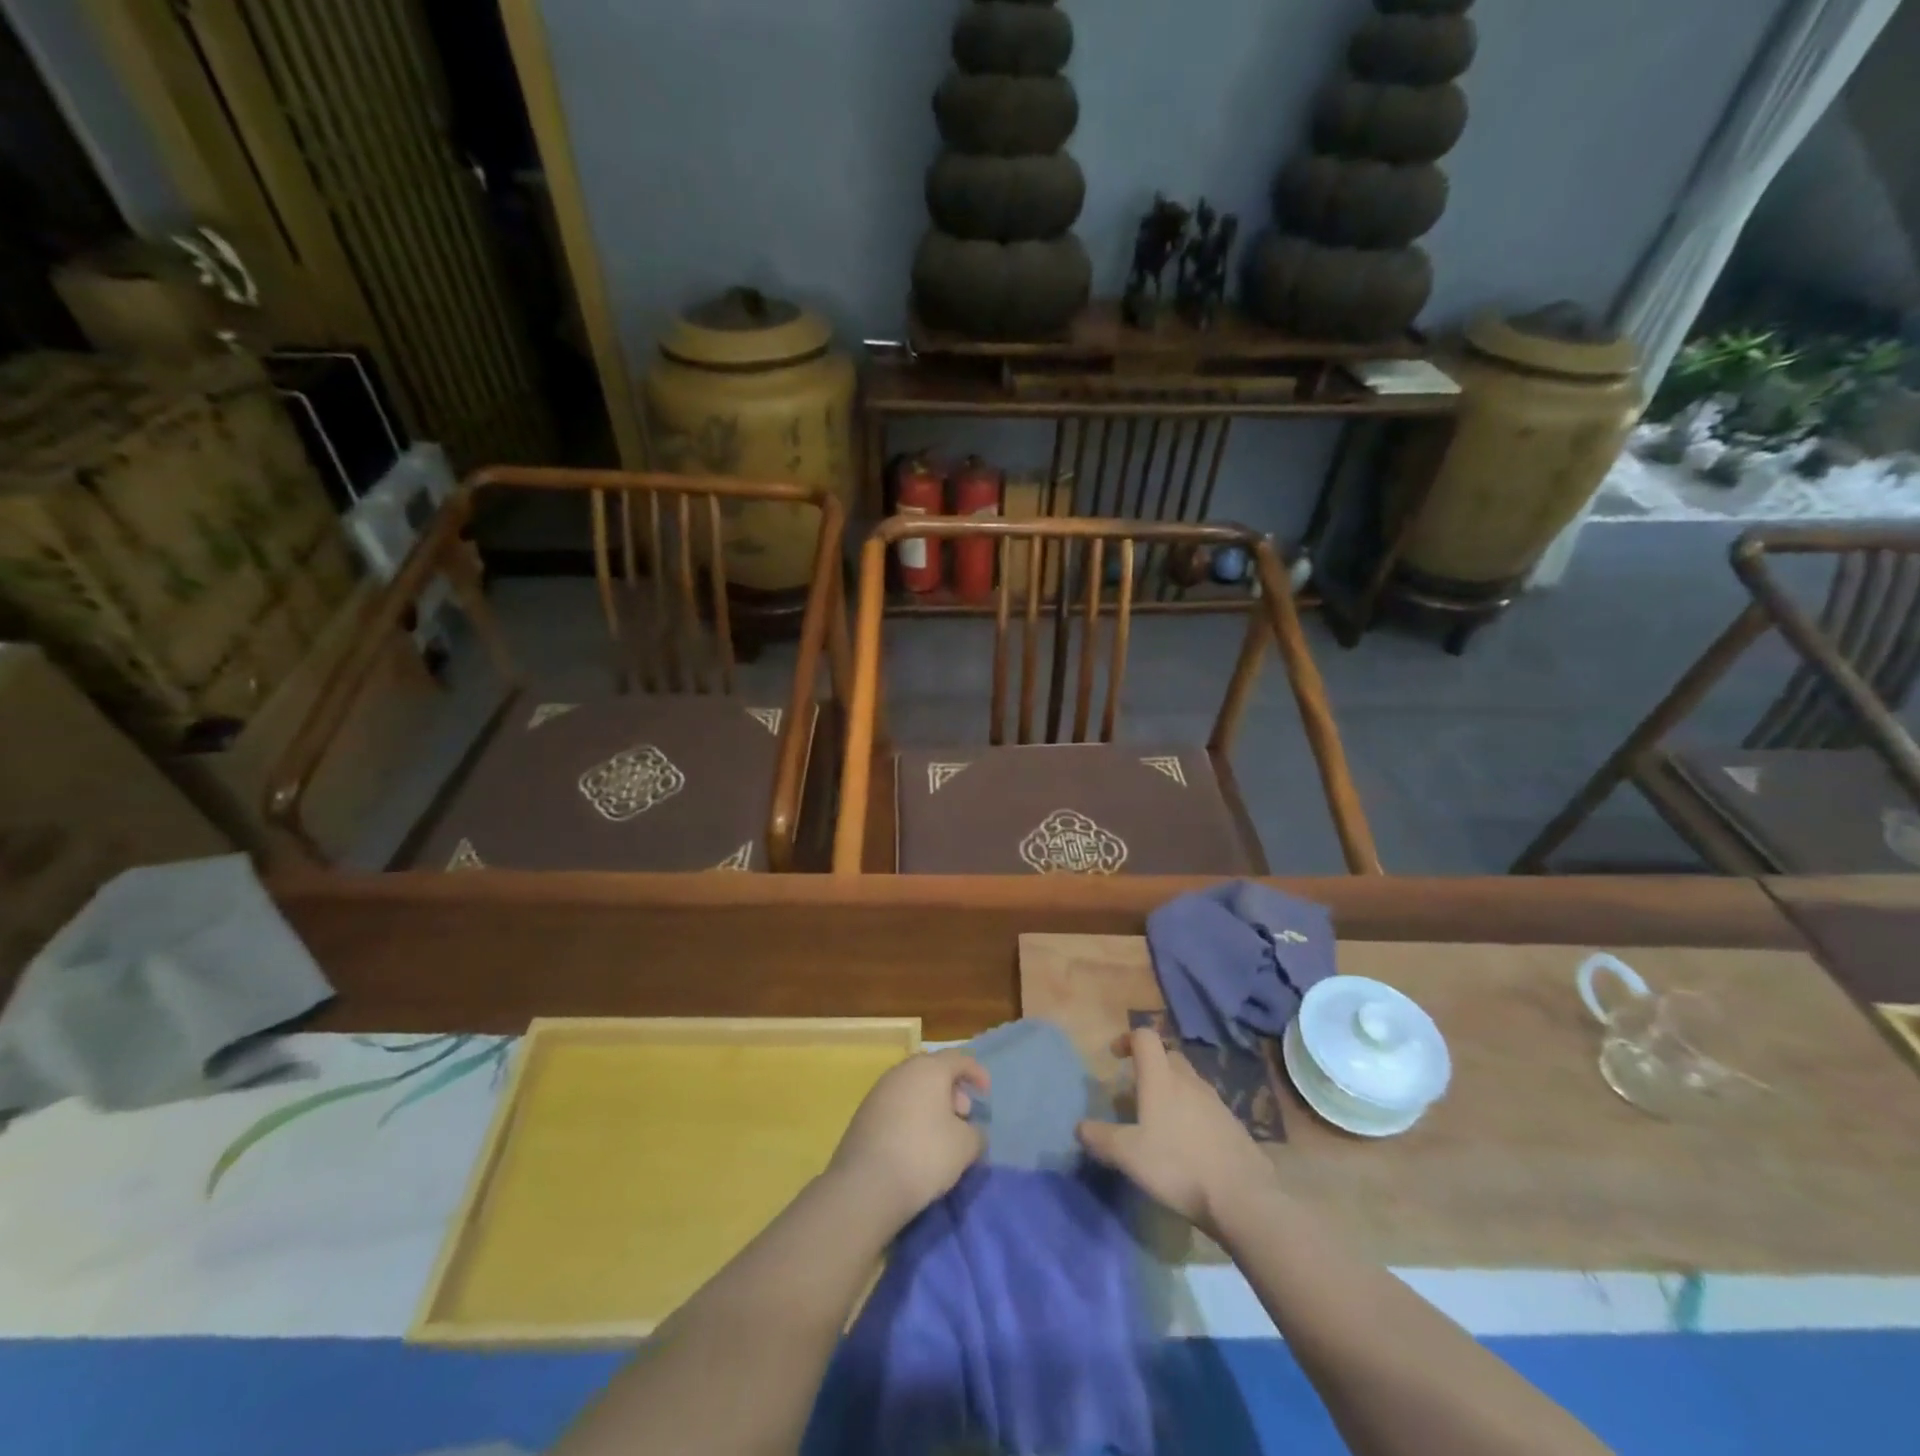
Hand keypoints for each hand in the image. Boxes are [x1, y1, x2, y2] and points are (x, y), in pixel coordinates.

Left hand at [827, 1049, 988, 1229]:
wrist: (866, 1186)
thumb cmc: (924, 1155)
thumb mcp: (965, 1146)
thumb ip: (976, 1133)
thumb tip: (971, 1132)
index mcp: (928, 1068)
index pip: (959, 1059)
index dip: (977, 1073)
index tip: (986, 1094)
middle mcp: (902, 1072)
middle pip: (933, 1070)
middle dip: (953, 1090)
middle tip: (963, 1116)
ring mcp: (878, 1091)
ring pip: (913, 1088)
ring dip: (931, 1104)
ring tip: (941, 1133)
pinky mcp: (863, 1114)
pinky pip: (896, 1105)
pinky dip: (912, 1116)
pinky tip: (916, 1144)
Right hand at [1076, 1028, 1274, 1235]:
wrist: (1243, 1197)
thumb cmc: (1177, 1165)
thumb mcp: (1128, 1155)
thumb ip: (1100, 1138)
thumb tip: (1080, 1127)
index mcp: (1161, 1078)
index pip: (1145, 1037)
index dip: (1128, 1039)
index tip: (1115, 1056)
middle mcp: (1189, 1081)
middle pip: (1168, 1056)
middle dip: (1150, 1065)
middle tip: (1136, 1091)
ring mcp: (1215, 1102)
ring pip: (1188, 1082)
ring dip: (1171, 1090)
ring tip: (1158, 1122)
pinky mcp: (1233, 1126)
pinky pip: (1205, 1107)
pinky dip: (1191, 1114)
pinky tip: (1186, 1145)